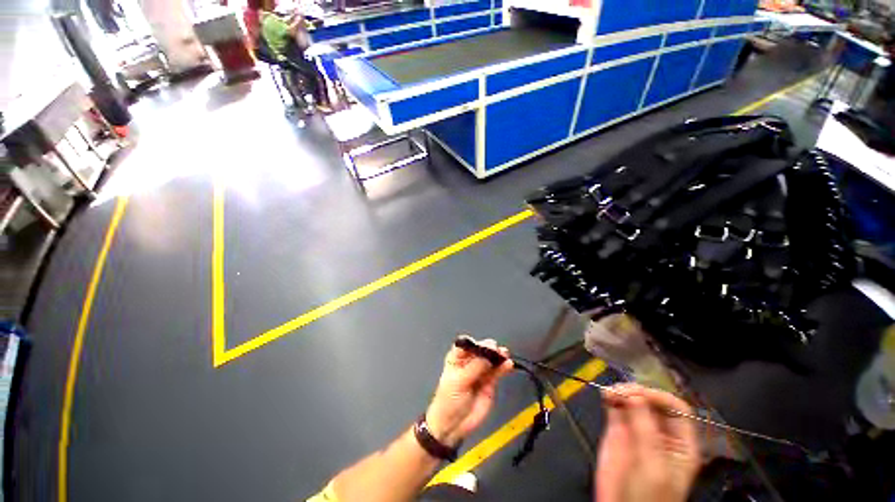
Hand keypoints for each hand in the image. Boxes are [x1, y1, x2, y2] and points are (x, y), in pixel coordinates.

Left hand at [425, 337, 513, 447]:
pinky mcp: (490, 382)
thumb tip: (489, 353)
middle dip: (488, 348)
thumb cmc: (449, 400)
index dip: (475, 342)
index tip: (484, 344)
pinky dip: (504, 367)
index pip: (466, 344)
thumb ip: (475, 367)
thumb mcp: (459, 381)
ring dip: (498, 355)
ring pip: (491, 359)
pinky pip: (498, 371)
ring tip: (505, 354)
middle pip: (481, 349)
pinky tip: (509, 364)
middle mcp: (469, 361)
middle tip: (496, 350)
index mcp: (457, 357)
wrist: (454, 426)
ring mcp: (480, 371)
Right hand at [595, 384, 700, 501]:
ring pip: (632, 401)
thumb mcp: (654, 466)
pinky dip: (611, 398)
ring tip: (610, 392)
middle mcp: (659, 432)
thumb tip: (637, 396)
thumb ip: (647, 431)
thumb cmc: (649, 496)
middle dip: (638, 392)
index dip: (660, 397)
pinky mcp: (617, 430)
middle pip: (653, 402)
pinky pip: (616, 408)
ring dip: (622, 392)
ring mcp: (637, 429)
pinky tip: (606, 395)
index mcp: (679, 442)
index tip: (640, 394)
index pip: (676, 409)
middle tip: (621, 392)